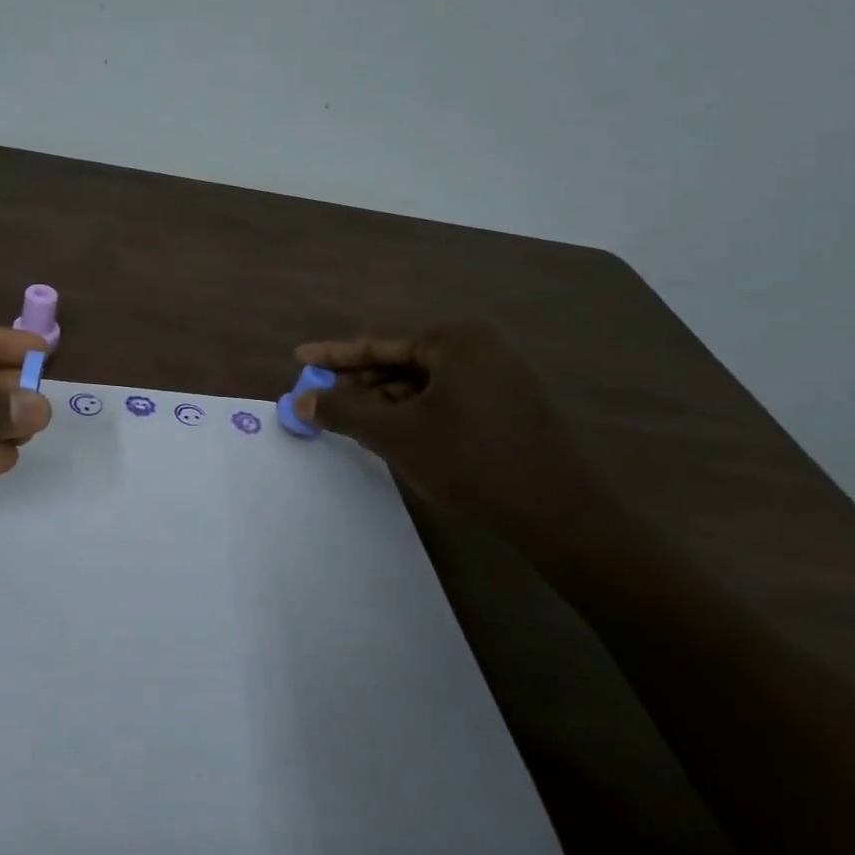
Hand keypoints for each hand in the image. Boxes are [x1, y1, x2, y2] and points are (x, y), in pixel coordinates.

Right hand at [293, 323, 607, 538]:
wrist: (554, 512)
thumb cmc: (468, 461)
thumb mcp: (395, 434)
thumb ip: (343, 411)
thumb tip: (299, 400)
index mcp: (456, 342)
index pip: (380, 344)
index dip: (334, 355)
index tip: (300, 357)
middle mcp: (481, 350)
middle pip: (402, 362)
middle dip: (360, 383)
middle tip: (324, 401)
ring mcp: (500, 379)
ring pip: (424, 385)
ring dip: (385, 402)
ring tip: (354, 425)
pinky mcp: (509, 408)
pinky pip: (447, 400)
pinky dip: (415, 414)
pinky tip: (394, 436)